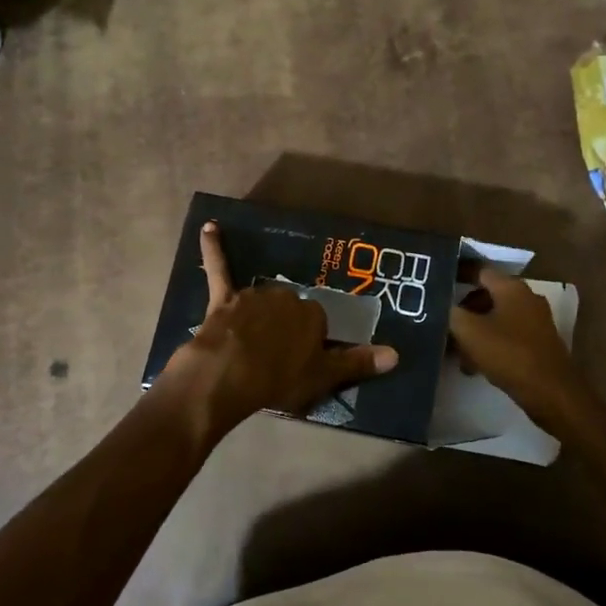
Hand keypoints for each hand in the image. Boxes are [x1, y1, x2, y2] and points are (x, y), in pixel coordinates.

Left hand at [159, 222, 397, 435]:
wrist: (226, 377)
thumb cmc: (278, 379)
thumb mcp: (323, 376)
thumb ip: (358, 362)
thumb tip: (396, 354)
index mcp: (311, 314)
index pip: (317, 323)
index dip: (310, 343)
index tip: (303, 360)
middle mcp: (285, 297)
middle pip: (290, 309)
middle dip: (286, 327)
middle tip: (278, 355)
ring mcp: (253, 296)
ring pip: (262, 299)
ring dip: (261, 314)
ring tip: (253, 342)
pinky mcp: (223, 299)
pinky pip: (218, 268)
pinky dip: (213, 248)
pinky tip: (209, 226)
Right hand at [449, 268, 590, 424]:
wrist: (552, 393)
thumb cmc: (509, 355)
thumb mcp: (470, 332)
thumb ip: (451, 313)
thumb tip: (441, 304)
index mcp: (512, 288)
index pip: (480, 270)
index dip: (457, 274)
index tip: (437, 283)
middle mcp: (527, 298)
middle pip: (488, 295)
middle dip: (463, 309)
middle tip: (443, 322)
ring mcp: (536, 321)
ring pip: (496, 317)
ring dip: (475, 330)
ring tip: (455, 352)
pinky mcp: (539, 343)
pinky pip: (507, 335)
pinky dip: (489, 343)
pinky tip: (475, 365)